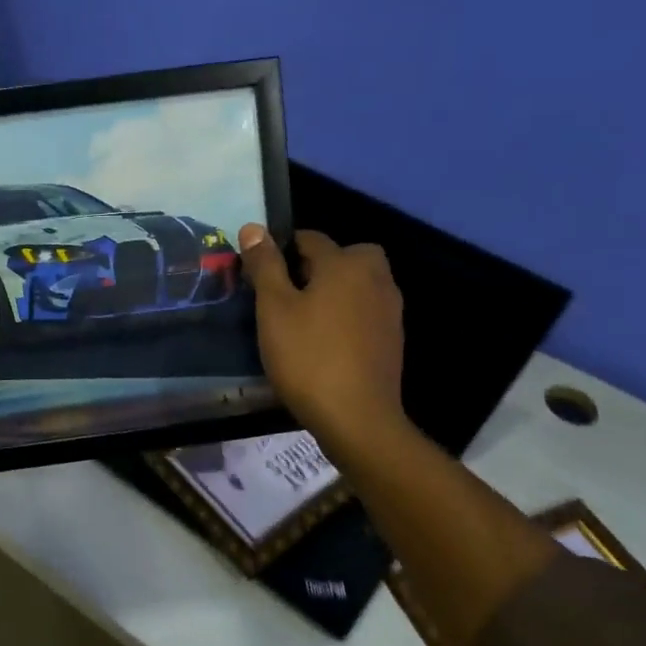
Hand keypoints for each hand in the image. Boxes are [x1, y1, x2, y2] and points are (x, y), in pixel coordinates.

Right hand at [238, 225, 406, 446]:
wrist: (356, 417)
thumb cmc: (307, 357)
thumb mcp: (274, 309)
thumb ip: (264, 265)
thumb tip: (253, 227)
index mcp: (345, 263)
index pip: (309, 238)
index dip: (280, 250)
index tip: (260, 274)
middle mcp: (375, 277)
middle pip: (343, 256)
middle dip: (317, 266)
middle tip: (287, 294)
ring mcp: (389, 308)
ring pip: (357, 283)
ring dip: (333, 290)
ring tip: (303, 319)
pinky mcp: (392, 337)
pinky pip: (365, 310)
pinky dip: (347, 315)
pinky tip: (325, 341)